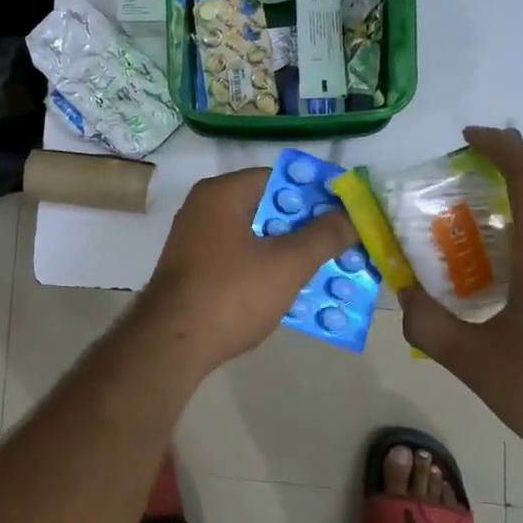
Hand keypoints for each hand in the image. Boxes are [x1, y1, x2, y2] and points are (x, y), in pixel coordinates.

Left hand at [130, 168, 356, 372]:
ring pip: (255, 236)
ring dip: (289, 251)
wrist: (171, 344)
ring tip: (327, 269)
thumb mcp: (287, 264)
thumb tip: (350, 214)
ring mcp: (196, 239)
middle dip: (306, 227)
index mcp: (223, 193)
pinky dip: (265, 268)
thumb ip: (323, 236)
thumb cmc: (230, 294)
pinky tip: (292, 291)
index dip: (316, 194)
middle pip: (268, 207)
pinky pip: (240, 258)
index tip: (346, 213)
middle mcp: (205, 207)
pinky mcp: (194, 268)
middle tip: (342, 244)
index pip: (279, 178)